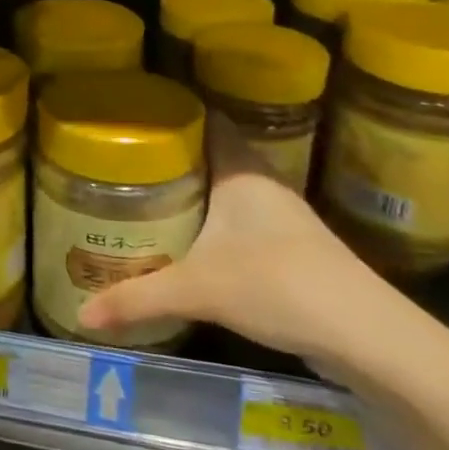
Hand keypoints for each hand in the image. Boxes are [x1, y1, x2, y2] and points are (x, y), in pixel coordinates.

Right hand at [78, 113, 392, 364]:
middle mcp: (262, 183)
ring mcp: (281, 216)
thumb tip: (82, 315)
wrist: (366, 335)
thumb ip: (137, 298)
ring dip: (195, 192)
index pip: (206, 120)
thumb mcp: (197, 290)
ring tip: (148, 198)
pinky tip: (190, 242)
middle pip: (212, 154)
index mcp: (240, 170)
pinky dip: (214, 222)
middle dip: (173, 158)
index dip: (173, 114)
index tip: (133, 117)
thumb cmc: (277, 285)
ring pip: (228, 189)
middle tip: (124, 163)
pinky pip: (241, 220)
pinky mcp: (292, 248)